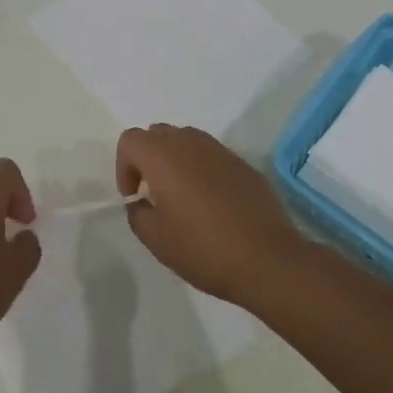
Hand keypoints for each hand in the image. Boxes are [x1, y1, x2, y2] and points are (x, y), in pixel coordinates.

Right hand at [116, 124, 305, 304]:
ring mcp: (221, 151)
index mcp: (164, 157)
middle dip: (148, 157)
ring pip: (187, 140)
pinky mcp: (243, 164)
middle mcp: (191, 144)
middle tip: (153, 192)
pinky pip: (212, 155)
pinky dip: (202, 168)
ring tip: (182, 196)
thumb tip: (141, 202)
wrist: (267, 259)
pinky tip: (212, 203)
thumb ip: (138, 213)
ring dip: (176, 160)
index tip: (134, 196)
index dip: (124, 166)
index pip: (131, 140)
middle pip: (158, 133)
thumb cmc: (204, 249)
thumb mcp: (156, 240)